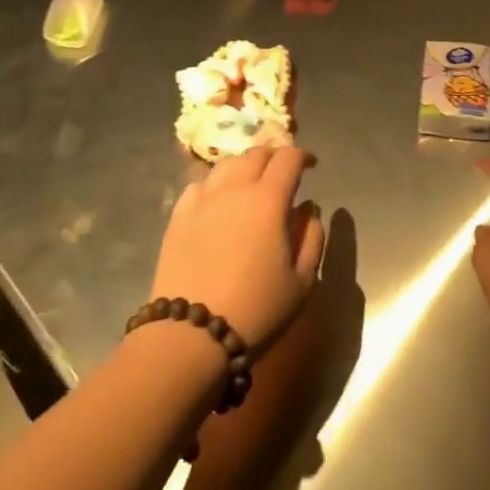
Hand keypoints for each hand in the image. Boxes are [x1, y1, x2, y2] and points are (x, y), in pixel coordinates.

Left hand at [153, 145, 324, 352]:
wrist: (191, 335)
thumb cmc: (256, 310)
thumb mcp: (301, 281)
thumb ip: (312, 238)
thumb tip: (308, 209)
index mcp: (269, 200)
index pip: (289, 158)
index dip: (303, 156)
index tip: (312, 166)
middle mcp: (235, 189)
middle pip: (256, 154)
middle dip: (274, 157)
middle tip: (283, 173)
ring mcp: (203, 200)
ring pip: (226, 165)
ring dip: (244, 167)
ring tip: (251, 183)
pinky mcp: (178, 217)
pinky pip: (199, 185)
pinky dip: (215, 184)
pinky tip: (218, 200)